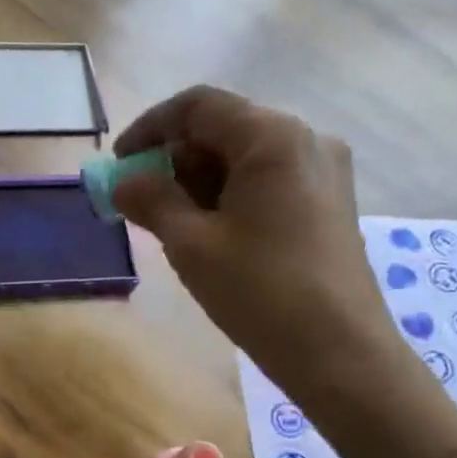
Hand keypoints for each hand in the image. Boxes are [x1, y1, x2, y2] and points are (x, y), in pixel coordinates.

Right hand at [112, 86, 411, 421]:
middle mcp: (305, 139)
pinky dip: (229, 197)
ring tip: (173, 227)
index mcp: (272, 138)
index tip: (118, 164)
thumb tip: (121, 182)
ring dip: (200, 182)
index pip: (198, 106)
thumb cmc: (259, 292)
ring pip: (245, 158)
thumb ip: (151, 202)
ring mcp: (324, 171)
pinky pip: (268, 182)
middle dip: (174, 160)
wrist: (338, 351)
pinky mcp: (329, 202)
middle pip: (224, 129)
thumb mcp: (192, 245)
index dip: (149, 128)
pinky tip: (212, 236)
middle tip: (142, 204)